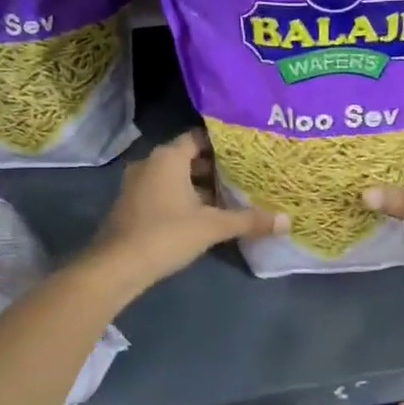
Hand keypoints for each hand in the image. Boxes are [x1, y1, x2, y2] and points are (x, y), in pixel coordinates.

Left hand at [88, 129, 286, 294]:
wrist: (116, 267)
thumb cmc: (166, 234)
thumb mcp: (212, 226)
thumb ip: (249, 220)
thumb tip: (287, 221)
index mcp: (168, 157)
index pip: (198, 137)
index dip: (223, 144)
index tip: (246, 152)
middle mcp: (150, 163)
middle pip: (187, 158)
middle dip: (214, 168)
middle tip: (244, 175)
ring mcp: (137, 185)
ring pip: (175, 177)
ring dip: (198, 186)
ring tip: (229, 197)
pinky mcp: (131, 205)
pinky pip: (163, 192)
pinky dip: (182, 198)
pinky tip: (203, 215)